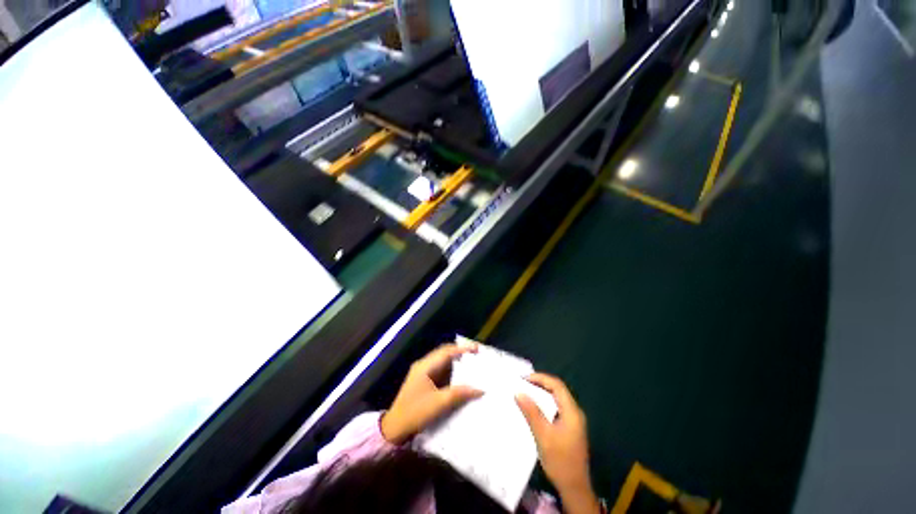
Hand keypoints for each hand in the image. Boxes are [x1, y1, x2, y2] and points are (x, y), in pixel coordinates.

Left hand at [380, 343, 482, 443]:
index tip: (477, 349)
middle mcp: (423, 365)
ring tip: (471, 364)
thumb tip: (479, 389)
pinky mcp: (423, 381)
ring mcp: (422, 372)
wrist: (394, 428)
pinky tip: (460, 376)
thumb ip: (459, 394)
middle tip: (476, 355)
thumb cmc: (416, 413)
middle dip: (460, 352)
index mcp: (425, 366)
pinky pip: (440, 370)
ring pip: (442, 361)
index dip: (462, 349)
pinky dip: (451, 370)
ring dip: (456, 361)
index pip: (446, 351)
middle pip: (444, 353)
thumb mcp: (439, 404)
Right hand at [516, 373, 599, 513]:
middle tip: (523, 383)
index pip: (557, 386)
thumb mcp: (543, 435)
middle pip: (558, 390)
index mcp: (572, 412)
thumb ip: (532, 412)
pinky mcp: (570, 428)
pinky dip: (545, 403)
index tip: (524, 378)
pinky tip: (535, 408)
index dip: (541, 378)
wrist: (574, 487)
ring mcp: (573, 421)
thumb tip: (519, 392)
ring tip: (526, 392)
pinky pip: (557, 408)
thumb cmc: (559, 460)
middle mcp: (575, 412)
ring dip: (542, 393)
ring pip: (557, 399)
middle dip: (540, 384)